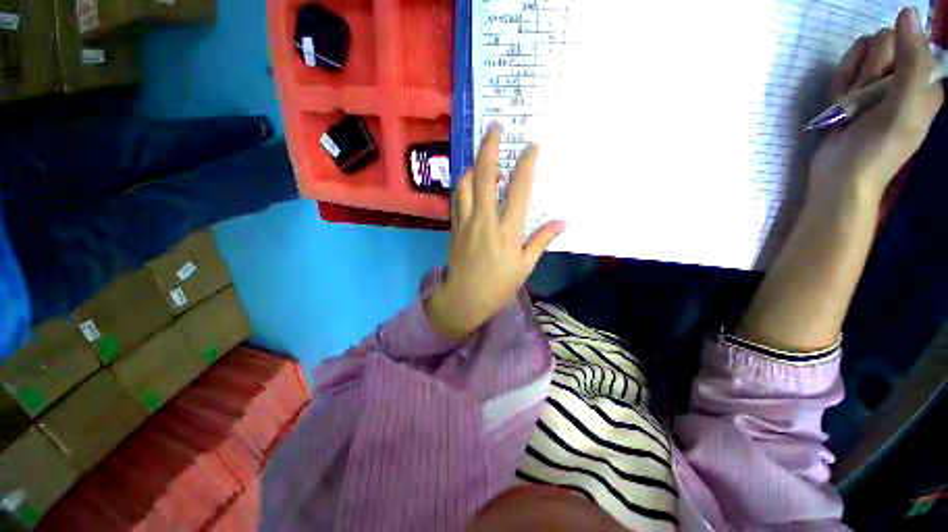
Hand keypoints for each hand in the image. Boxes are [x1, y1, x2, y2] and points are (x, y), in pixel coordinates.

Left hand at [425, 124, 565, 339]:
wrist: (464, 299)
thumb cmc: (498, 286)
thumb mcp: (525, 266)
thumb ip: (542, 240)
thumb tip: (565, 223)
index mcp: (507, 231)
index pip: (519, 190)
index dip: (526, 164)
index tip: (532, 146)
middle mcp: (485, 220)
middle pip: (484, 176)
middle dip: (489, 147)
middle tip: (494, 127)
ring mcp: (466, 221)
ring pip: (465, 183)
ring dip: (474, 166)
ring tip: (487, 163)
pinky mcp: (454, 226)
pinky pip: (457, 197)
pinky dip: (464, 184)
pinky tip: (472, 182)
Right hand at [809, 7, 942, 211]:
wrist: (839, 179)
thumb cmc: (875, 149)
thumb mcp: (901, 108)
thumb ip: (911, 62)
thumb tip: (907, 12)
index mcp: (924, 81)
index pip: (907, 40)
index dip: (889, 58)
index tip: (880, 86)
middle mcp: (905, 79)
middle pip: (882, 44)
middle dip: (866, 70)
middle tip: (862, 100)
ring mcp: (879, 86)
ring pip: (861, 55)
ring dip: (849, 78)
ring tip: (848, 106)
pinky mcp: (856, 94)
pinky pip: (845, 71)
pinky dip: (838, 86)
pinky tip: (837, 105)